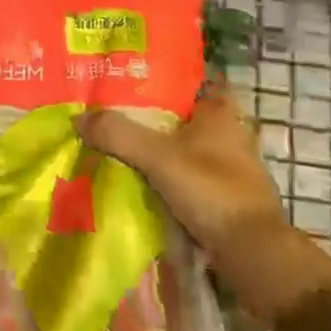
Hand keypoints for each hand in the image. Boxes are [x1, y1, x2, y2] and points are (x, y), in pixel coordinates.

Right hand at [78, 88, 330, 323]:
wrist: (252, 255)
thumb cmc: (211, 190)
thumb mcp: (157, 156)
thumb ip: (118, 134)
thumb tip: (78, 118)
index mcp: (221, 114)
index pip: (199, 80)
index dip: (171, 77)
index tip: (138, 76)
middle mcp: (231, 136)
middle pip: (187, 116)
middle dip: (157, 115)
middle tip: (117, 111)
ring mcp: (230, 170)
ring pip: (187, 148)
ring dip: (161, 149)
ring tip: (121, 146)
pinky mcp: (226, 198)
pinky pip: (189, 177)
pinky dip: (168, 177)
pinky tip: (141, 181)